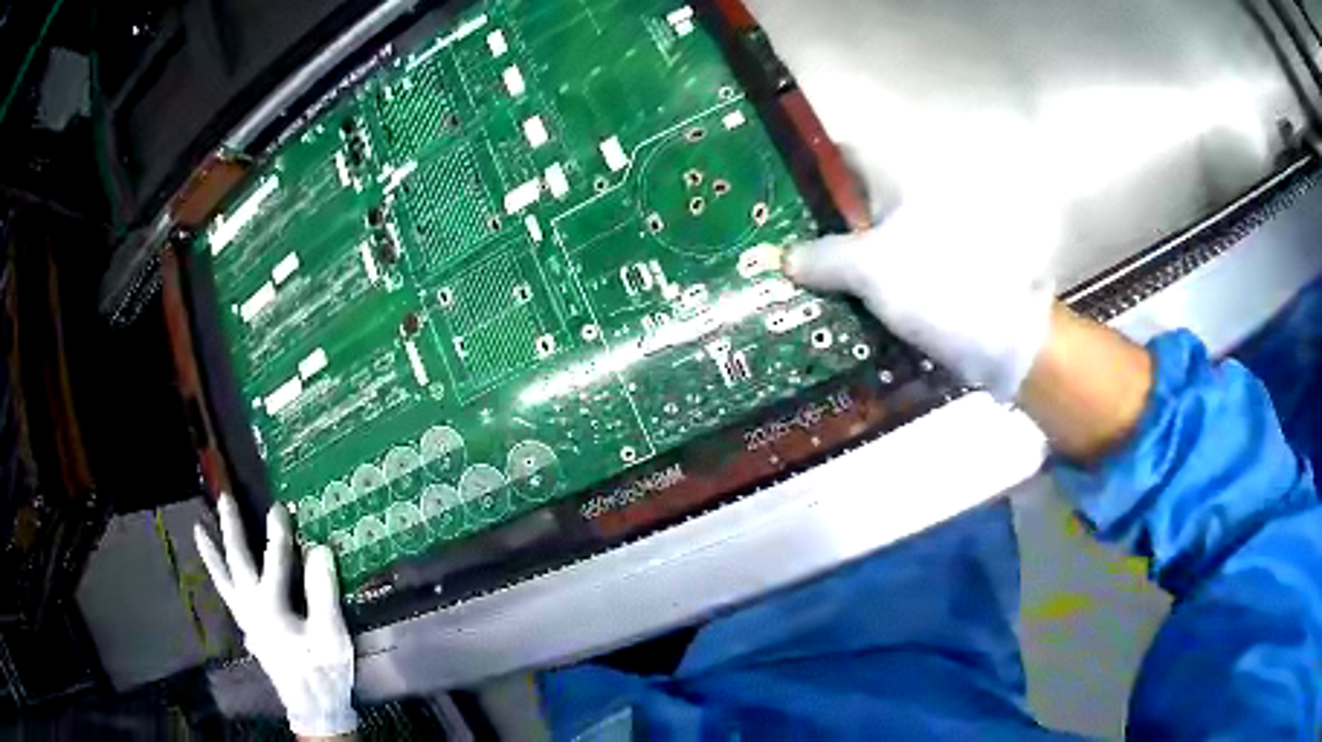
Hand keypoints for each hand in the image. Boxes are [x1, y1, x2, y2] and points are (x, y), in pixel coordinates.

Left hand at [195, 494, 357, 738]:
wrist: (314, 707)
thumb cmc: (324, 671)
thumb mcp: (331, 635)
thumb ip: (322, 592)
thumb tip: (319, 550)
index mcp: (271, 607)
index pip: (274, 561)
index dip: (278, 533)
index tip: (279, 507)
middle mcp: (251, 608)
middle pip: (237, 561)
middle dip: (231, 528)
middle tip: (224, 499)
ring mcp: (247, 619)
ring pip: (223, 579)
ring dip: (212, 553)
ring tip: (199, 529)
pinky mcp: (250, 630)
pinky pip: (228, 595)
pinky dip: (220, 577)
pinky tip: (220, 573)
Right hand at [749, 0, 1061, 399]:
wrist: (1002, 337)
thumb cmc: (937, 285)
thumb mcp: (870, 269)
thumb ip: (823, 258)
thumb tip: (787, 257)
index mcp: (898, 182)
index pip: (843, 158)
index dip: (808, 170)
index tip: (774, 195)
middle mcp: (912, 203)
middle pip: (852, 205)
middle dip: (815, 226)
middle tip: (775, 251)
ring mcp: (925, 241)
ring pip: (869, 243)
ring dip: (838, 262)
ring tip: (795, 285)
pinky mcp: (933, 276)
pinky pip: (887, 273)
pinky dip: (864, 287)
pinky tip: (836, 309)